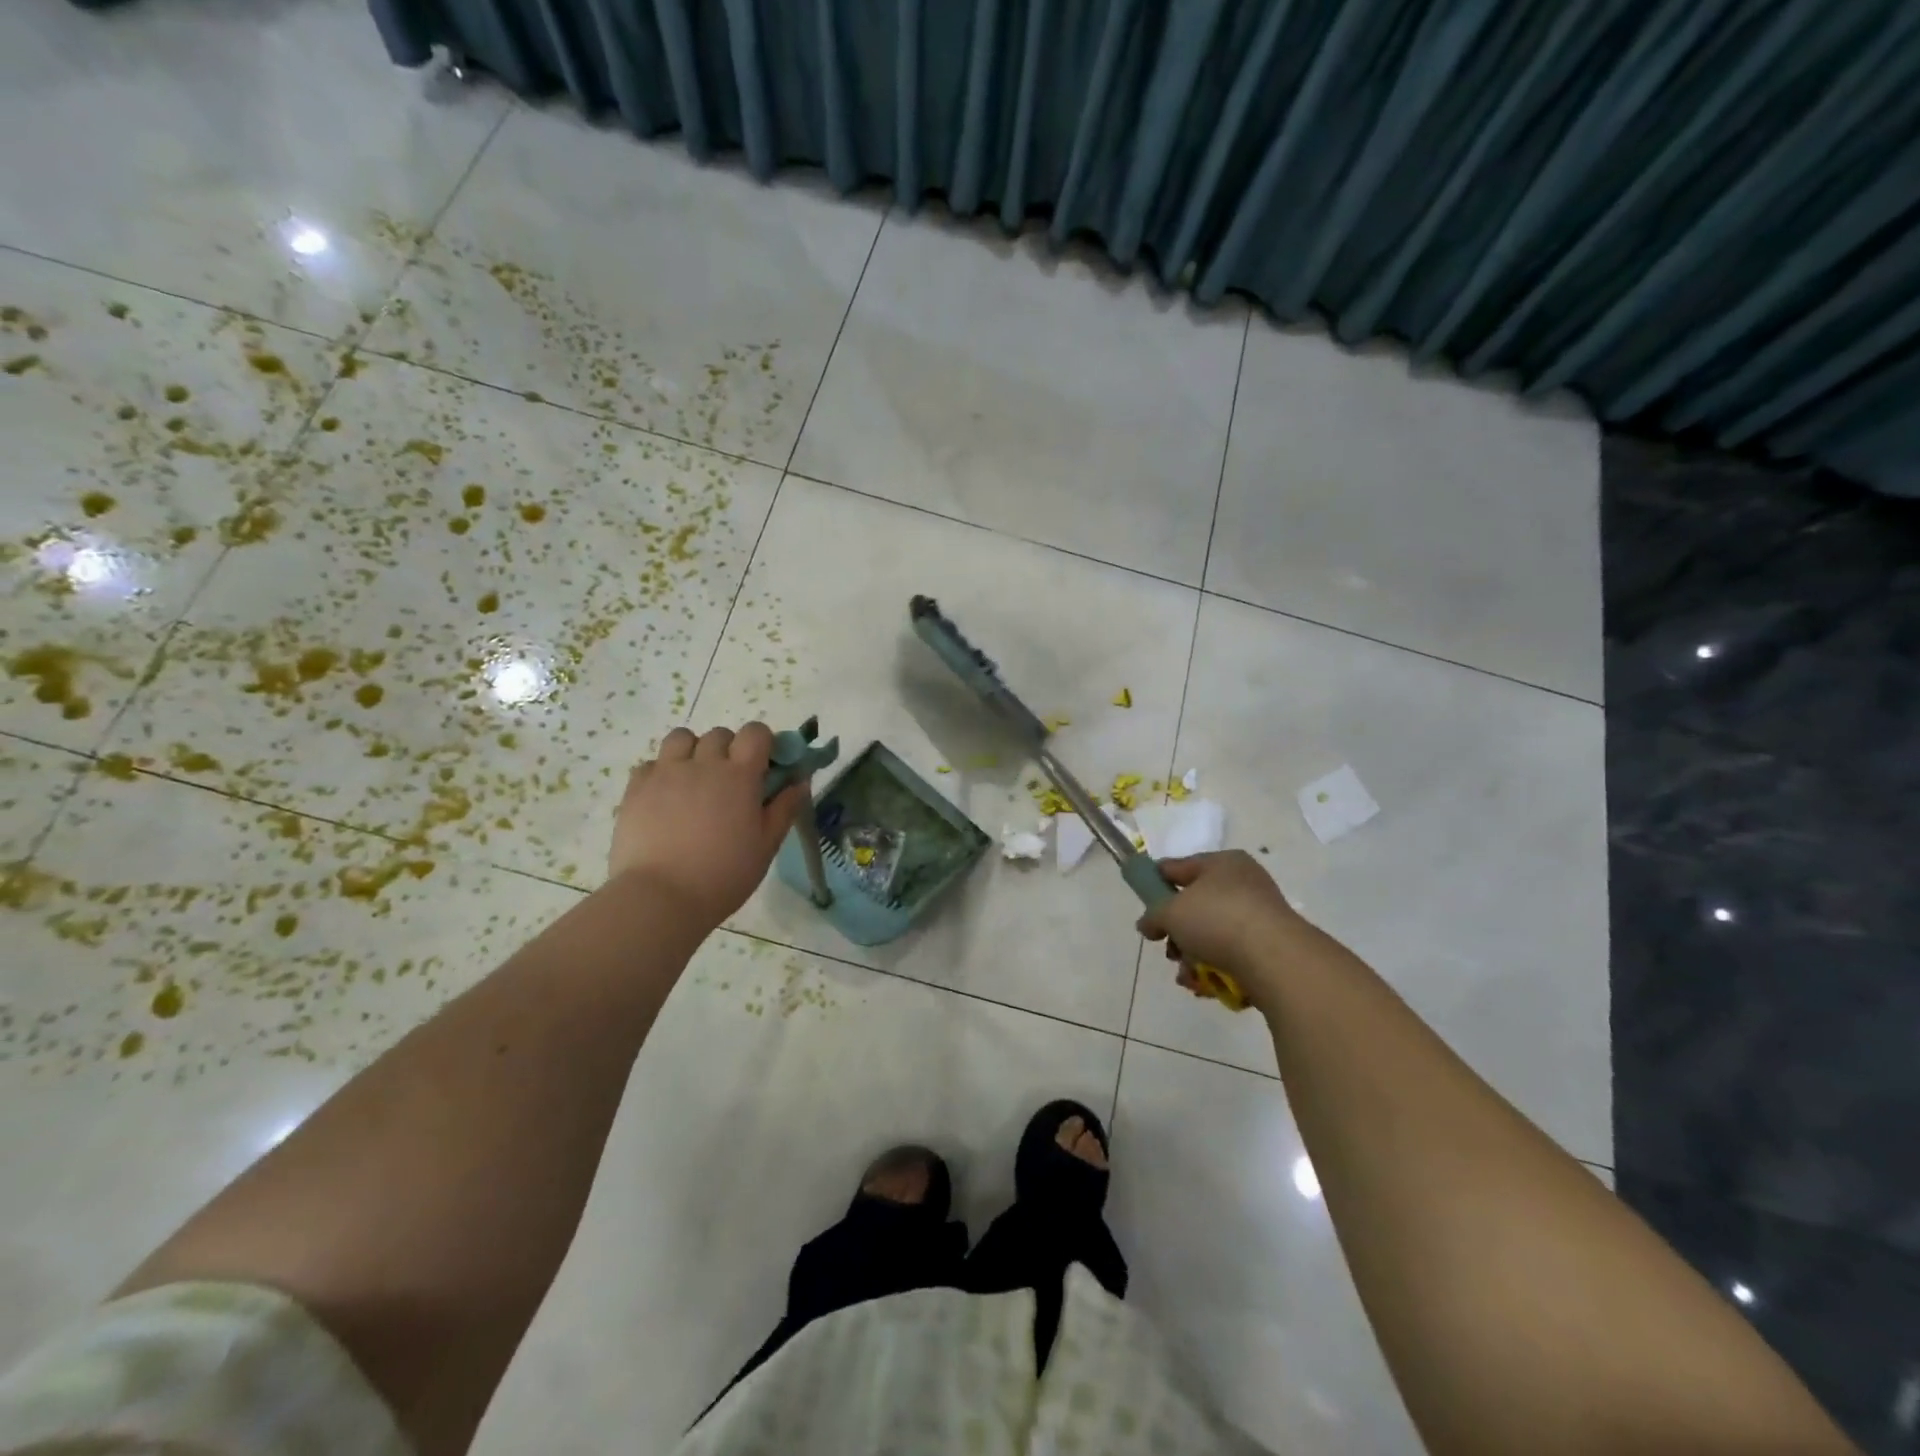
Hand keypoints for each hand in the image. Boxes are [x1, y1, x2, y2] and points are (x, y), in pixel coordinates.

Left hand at [608, 722, 804, 929]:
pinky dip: (661, 773)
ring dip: (692, 751)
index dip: (762, 743)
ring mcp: (666, 773)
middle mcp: (703, 764)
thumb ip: (784, 809)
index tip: (764, 765)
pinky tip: (665, 799)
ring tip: (694, 780)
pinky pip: (651, 764)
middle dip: (729, 749)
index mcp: (739, 775)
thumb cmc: (724, 874)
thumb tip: (800, 781)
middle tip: (730, 782)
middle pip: (719, 734)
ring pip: (681, 739)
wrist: (661, 897)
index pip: (755, 733)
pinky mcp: (636, 788)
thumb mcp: (766, 846)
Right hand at [1135, 851, 1314, 1011]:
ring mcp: (1260, 916)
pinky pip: (1232, 955)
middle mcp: (1244, 884)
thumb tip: (1147, 924)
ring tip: (1188, 977)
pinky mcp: (1270, 947)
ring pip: (1212, 936)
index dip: (1156, 884)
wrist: (1275, 959)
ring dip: (1193, 957)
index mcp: (1222, 863)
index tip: (1143, 906)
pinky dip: (1215, 970)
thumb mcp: (1170, 912)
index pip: (1178, 867)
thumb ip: (1152, 915)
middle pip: (1195, 907)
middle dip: (1177, 933)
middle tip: (1169, 950)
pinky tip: (1205, 986)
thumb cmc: (1217, 919)